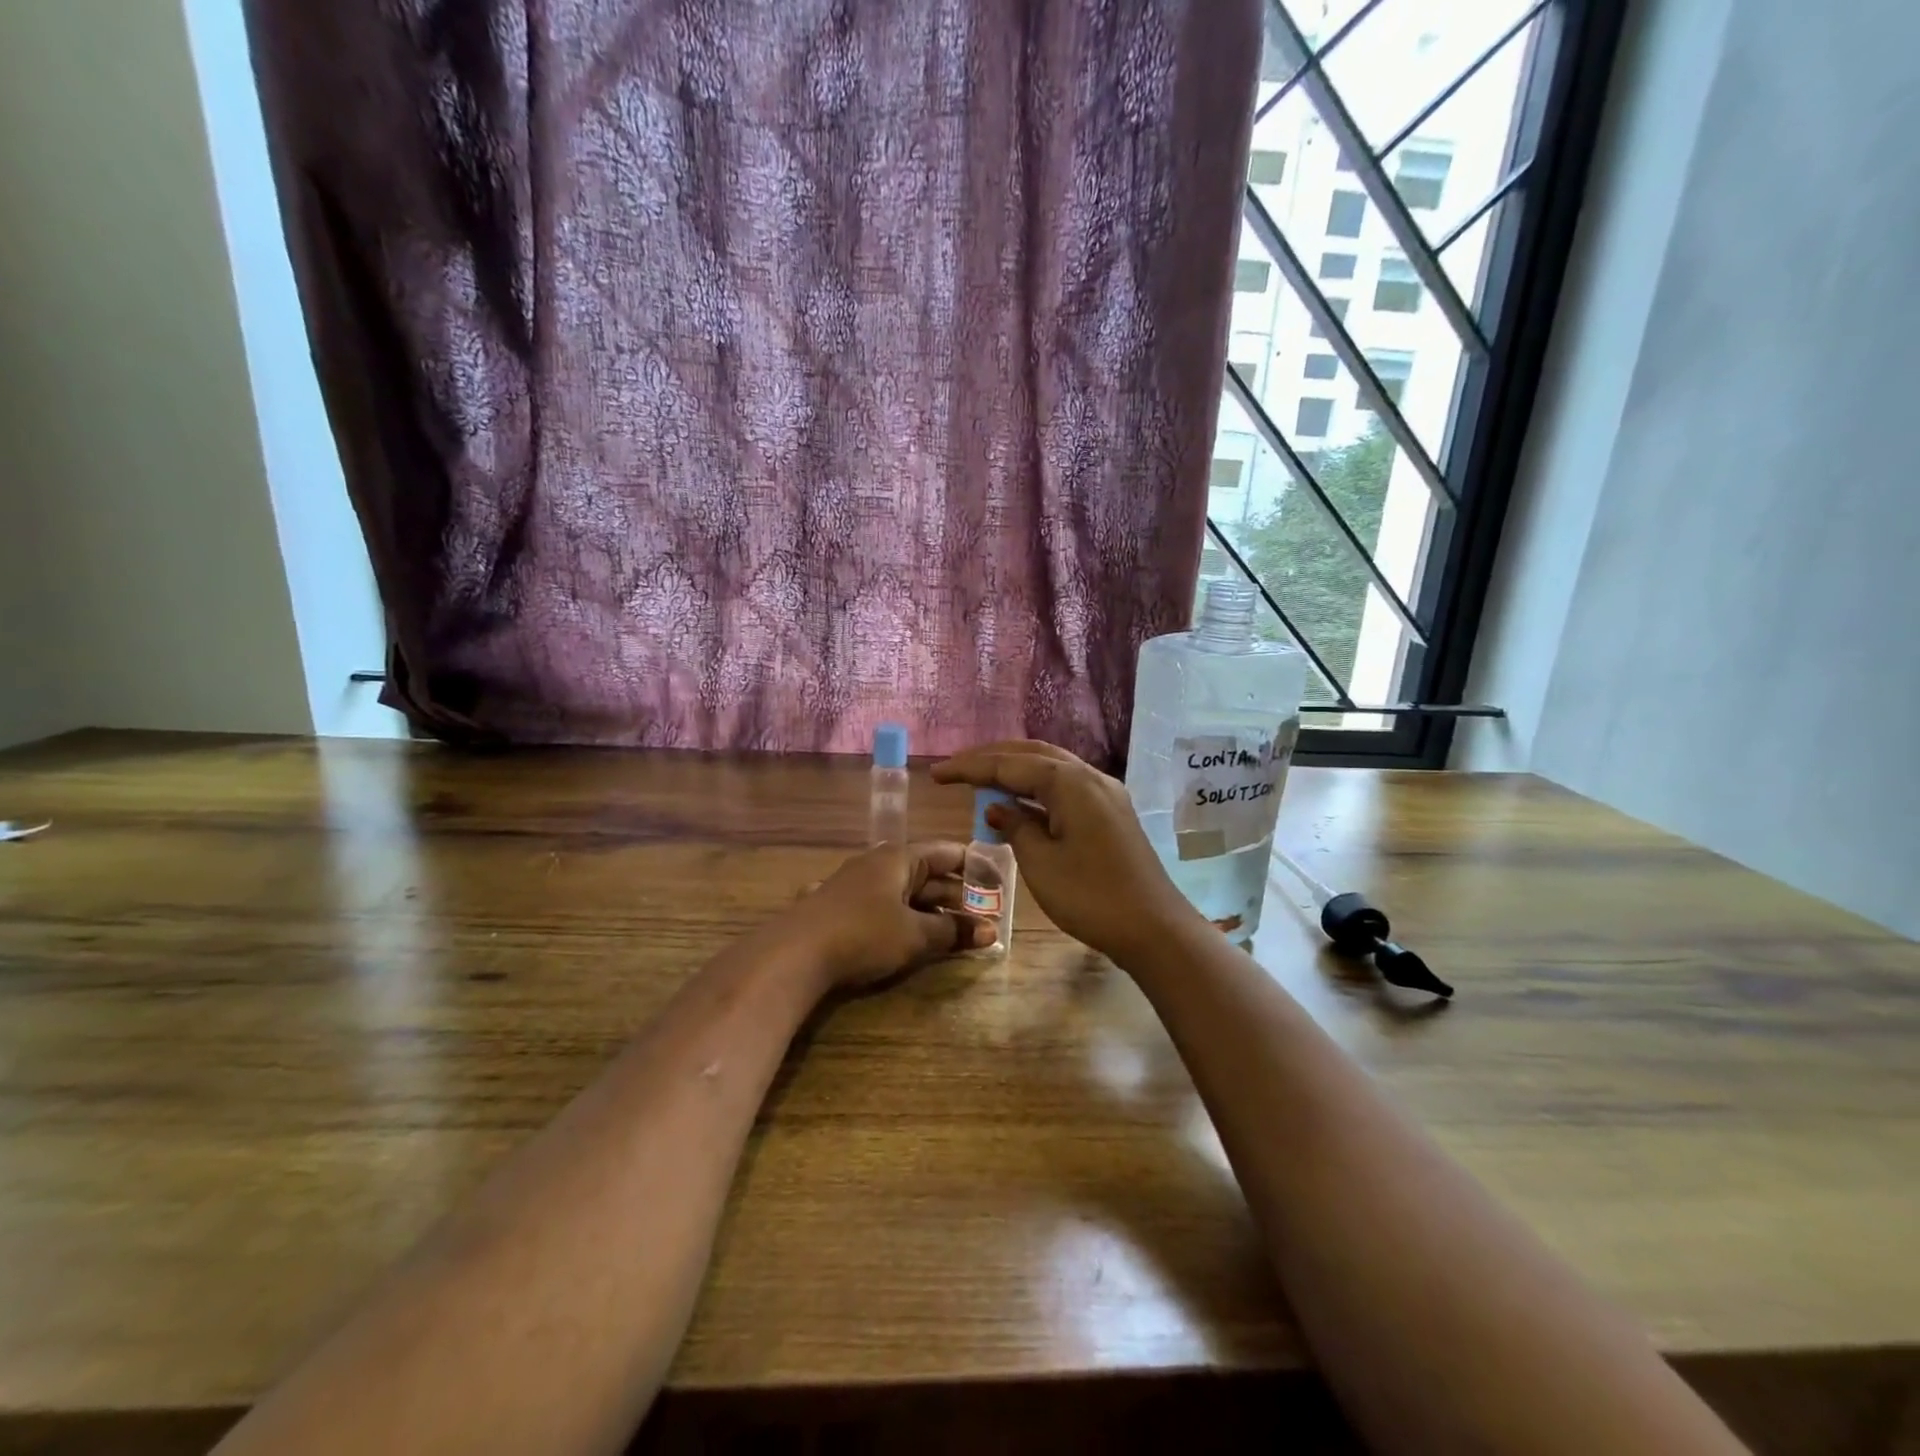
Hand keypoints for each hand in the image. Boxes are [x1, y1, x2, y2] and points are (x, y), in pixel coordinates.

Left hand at [778, 841, 993, 991]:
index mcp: (899, 858)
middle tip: (984, 916)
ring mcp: (854, 885)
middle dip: (955, 895)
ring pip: (902, 892)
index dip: (974, 866)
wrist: (794, 954)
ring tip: (955, 932)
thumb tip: (991, 932)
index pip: (946, 852)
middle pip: (925, 874)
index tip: (997, 882)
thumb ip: (952, 931)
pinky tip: (908, 936)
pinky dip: (900, 919)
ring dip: (929, 910)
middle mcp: (877, 863)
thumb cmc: (864, 934)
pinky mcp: (837, 908)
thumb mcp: (915, 935)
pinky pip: (881, 907)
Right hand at [931, 741, 1193, 960]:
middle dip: (992, 759)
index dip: (970, 768)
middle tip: (956, 770)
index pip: (1009, 764)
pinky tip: (1019, 804)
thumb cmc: (1091, 897)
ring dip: (1015, 771)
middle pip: (1032, 755)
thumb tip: (998, 808)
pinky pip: (1066, 788)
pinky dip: (1037, 790)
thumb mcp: (1041, 863)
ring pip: (1051, 768)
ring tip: (980, 781)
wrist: (1154, 928)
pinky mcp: (1111, 812)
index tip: (937, 774)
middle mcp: (1090, 777)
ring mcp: (1105, 794)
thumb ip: (1016, 827)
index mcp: (1070, 782)